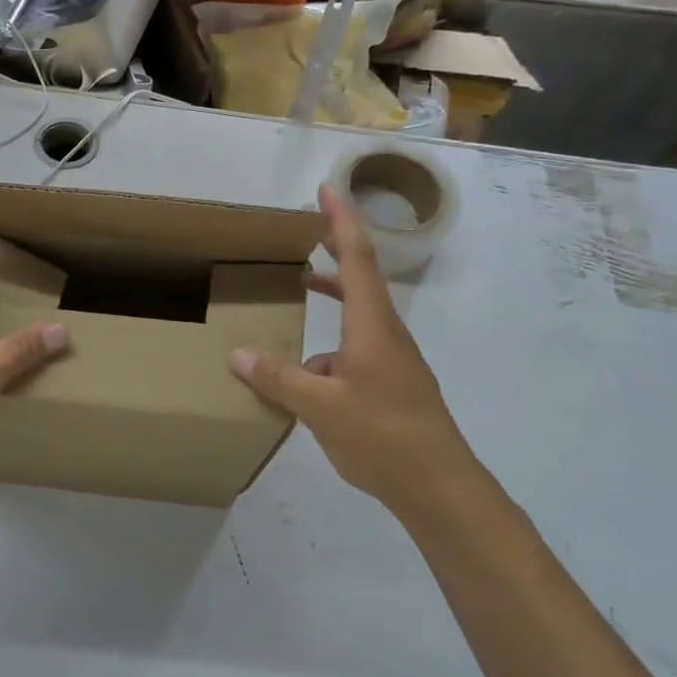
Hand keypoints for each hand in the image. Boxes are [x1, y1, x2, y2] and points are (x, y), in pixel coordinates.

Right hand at [228, 184, 480, 521]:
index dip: (340, 220)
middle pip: (360, 278)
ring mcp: (392, 360)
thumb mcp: (320, 406)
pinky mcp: (391, 384)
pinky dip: (329, 344)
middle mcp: (385, 334)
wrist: (439, 486)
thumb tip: (238, 354)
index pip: (356, 258)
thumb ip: (278, 379)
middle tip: (307, 229)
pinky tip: (305, 376)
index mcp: (372, 326)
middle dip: (336, 248)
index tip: (325, 190)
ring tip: (300, 290)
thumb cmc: (382, 436)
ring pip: (356, 316)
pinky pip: (355, 349)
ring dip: (332, 296)